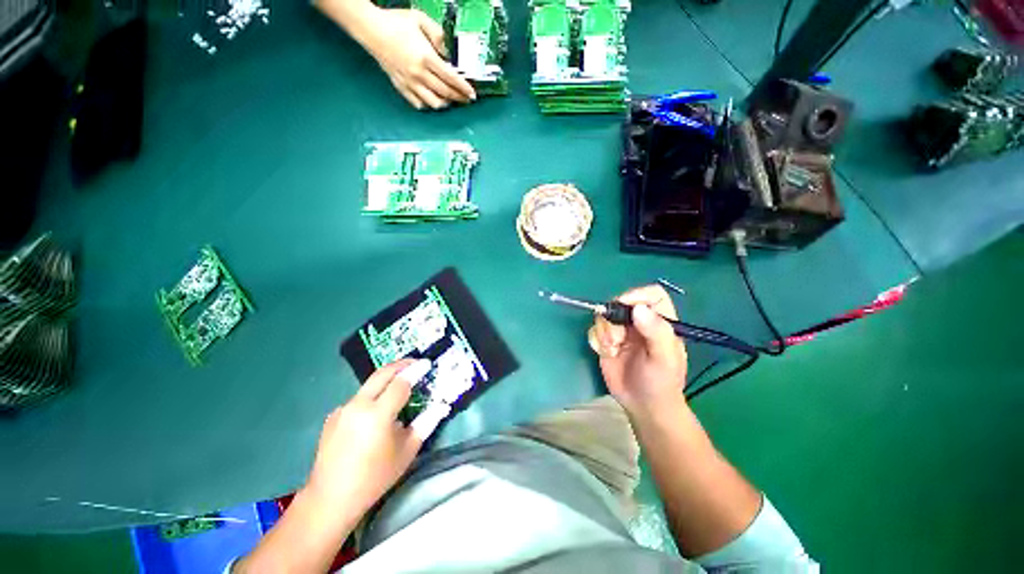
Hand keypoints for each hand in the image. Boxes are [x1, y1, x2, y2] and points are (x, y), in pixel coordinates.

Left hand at [304, 359, 427, 514]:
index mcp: (377, 414)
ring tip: (400, 386)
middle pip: (382, 374)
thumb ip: (426, 424)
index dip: (416, 371)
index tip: (427, 363)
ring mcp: (342, 410)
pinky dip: (372, 397)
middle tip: (415, 363)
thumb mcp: (407, 452)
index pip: (401, 382)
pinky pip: (358, 399)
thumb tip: (441, 406)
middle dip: (401, 364)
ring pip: (369, 385)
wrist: (330, 499)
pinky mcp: (333, 416)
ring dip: (386, 380)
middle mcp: (358, 405)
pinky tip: (376, 413)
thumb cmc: (374, 477)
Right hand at [362, 8, 475, 109]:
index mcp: (426, 57)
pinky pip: (418, 103)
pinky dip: (428, 105)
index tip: (472, 94)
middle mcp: (419, 74)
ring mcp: (410, 83)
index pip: (451, 78)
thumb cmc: (395, 22)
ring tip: (451, 100)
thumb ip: (439, 36)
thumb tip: (450, 52)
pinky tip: (433, 100)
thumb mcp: (420, 20)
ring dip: (445, 103)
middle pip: (445, 93)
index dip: (464, 88)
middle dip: (459, 98)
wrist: (370, 29)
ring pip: (433, 103)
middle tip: (466, 99)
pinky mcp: (401, 87)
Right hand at [588, 285, 688, 414]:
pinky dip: (597, 341)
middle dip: (613, 319)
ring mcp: (621, 330)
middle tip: (616, 338)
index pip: (651, 294)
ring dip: (604, 333)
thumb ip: (656, 332)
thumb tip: (638, 308)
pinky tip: (606, 354)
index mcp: (660, 321)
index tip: (625, 308)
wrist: (643, 406)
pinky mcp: (606, 341)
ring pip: (604, 316)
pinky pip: (594, 330)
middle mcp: (639, 322)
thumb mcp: (664, 359)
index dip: (637, 295)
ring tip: (612, 350)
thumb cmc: (661, 382)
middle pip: (621, 302)